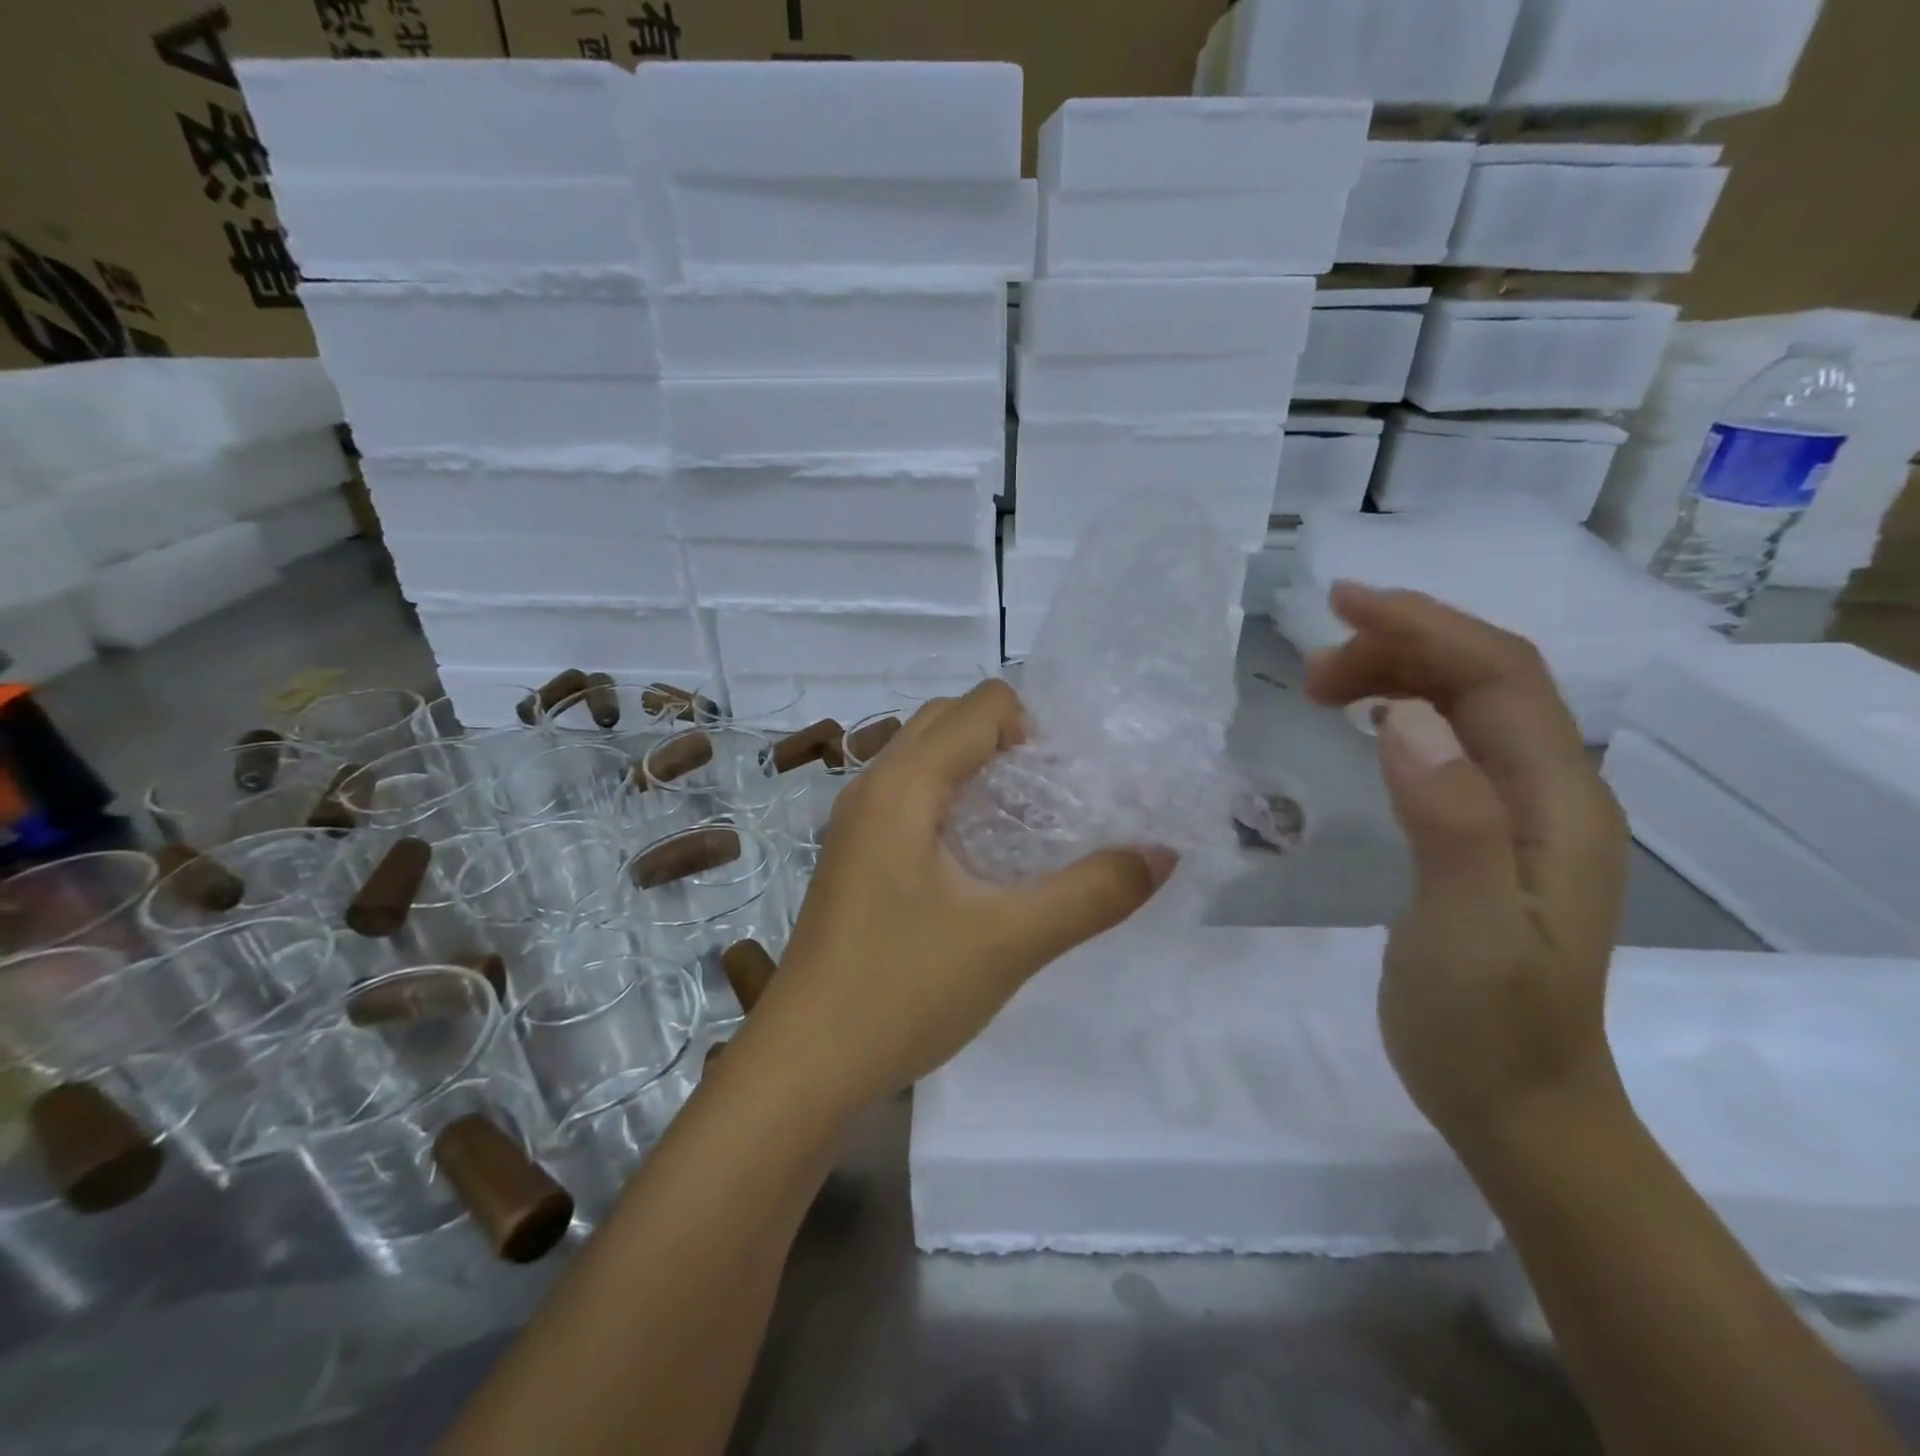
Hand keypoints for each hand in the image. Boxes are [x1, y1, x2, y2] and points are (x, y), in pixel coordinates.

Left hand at [752, 680, 1172, 1111]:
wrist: (805, 1064)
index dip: (1037, 727)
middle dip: (1010, 741)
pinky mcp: (854, 857)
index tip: (1072, 783)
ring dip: (979, 770)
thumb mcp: (1011, 941)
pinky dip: (952, 801)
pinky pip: (909, 797)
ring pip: (926, 759)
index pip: (982, 706)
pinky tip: (981, 861)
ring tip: (1026, 826)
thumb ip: (1093, 893)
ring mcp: (855, 823)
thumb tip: (1162, 852)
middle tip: (1054, 797)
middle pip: (950, 721)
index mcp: (902, 784)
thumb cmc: (903, 990)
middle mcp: (872, 786)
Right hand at [1304, 583, 1629, 1152]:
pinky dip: (1405, 711)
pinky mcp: (1488, 835)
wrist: (1519, 1107)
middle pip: (1488, 678)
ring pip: (1469, 706)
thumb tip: (1402, 716)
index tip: (1340, 605)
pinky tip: (1367, 722)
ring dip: (1399, 675)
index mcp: (1558, 804)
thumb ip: (1448, 819)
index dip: (1425, 626)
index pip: (1501, 676)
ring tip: (1321, 687)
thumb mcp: (1467, 929)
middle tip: (1310, 668)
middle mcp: (1553, 794)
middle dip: (1402, 646)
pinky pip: (1454, 744)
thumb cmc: (1487, 1027)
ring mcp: (1523, 815)